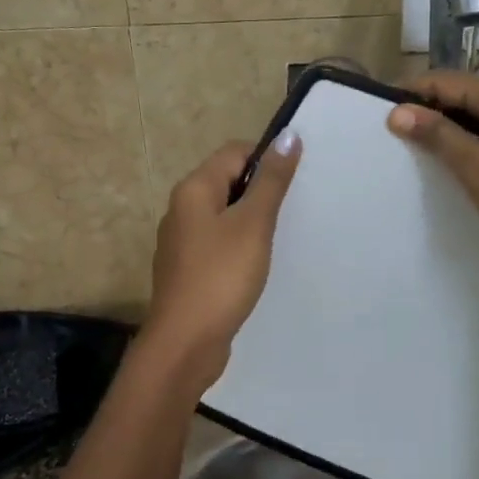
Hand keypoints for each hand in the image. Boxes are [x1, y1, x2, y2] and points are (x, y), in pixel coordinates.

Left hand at [143, 131, 302, 389]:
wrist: (185, 343)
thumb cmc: (221, 276)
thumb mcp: (253, 224)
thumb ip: (271, 181)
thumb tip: (287, 135)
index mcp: (193, 190)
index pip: (234, 153)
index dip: (266, 158)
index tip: (297, 180)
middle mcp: (181, 209)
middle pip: (227, 182)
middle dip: (261, 190)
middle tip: (295, 209)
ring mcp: (182, 242)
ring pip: (223, 215)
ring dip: (251, 220)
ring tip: (282, 236)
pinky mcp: (188, 270)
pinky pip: (218, 243)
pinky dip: (239, 245)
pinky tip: (258, 264)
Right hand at [387, 71, 478, 262]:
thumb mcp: (477, 167)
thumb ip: (438, 135)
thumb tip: (398, 111)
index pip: (445, 81)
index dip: (412, 94)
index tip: (382, 116)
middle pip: (463, 93)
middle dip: (430, 111)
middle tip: (397, 139)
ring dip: (451, 128)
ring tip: (421, 153)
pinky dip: (473, 140)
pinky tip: (459, 163)